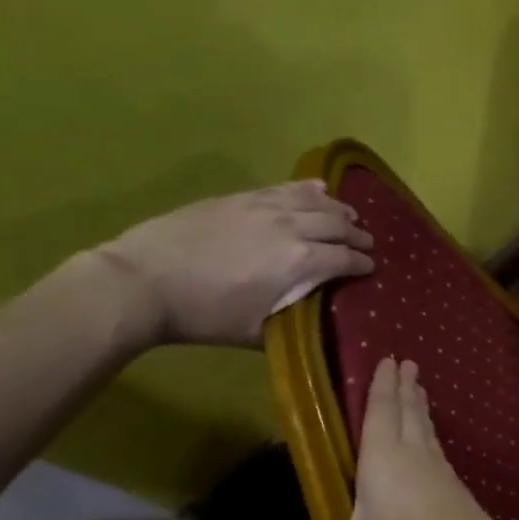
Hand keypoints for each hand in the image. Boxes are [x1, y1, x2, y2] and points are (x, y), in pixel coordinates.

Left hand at [93, 180, 373, 347]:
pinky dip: (310, 189)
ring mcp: (266, 206)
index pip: (345, 259)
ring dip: (339, 209)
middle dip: (358, 235)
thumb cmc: (205, 315)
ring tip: (350, 215)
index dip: (363, 264)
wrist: (147, 280)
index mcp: (300, 264)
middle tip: (367, 243)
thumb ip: (292, 320)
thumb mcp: (256, 332)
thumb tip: (312, 316)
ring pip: (316, 201)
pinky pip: (287, 187)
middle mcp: (292, 227)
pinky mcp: (244, 196)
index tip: (371, 269)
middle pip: (338, 225)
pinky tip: (319, 189)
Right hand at [291, 358, 518, 519]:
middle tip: (408, 363)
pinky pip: (438, 451)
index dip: (382, 385)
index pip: (381, 410)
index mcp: (384, 458)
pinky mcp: (458, 491)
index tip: (388, 359)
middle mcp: (414, 455)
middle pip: (409, 412)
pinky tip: (433, 449)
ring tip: (419, 393)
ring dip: (420, 408)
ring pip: (427, 430)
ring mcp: (441, 472)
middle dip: (405, 387)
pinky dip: (431, 437)